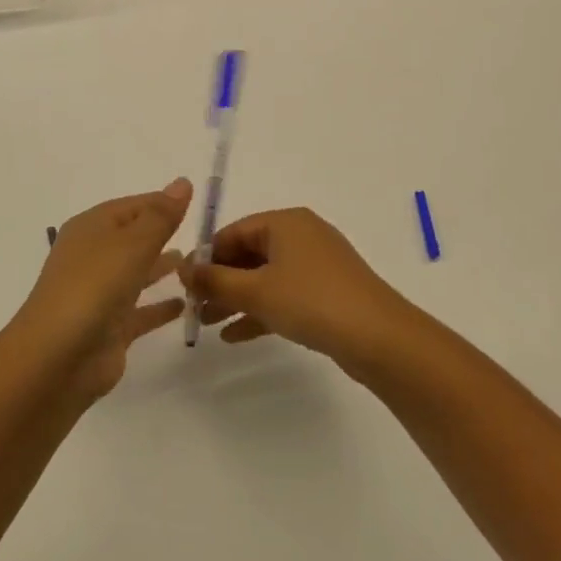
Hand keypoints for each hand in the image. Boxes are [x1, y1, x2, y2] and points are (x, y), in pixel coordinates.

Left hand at [13, 179, 193, 400]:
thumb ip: (161, 215)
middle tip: (201, 236)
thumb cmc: (94, 287)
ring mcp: (99, 294)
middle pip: (133, 238)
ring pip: (136, 273)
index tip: (196, 204)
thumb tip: (182, 182)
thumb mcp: (133, 243)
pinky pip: (140, 311)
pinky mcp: (108, 328)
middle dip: (162, 234)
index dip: (162, 203)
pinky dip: (159, 306)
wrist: (57, 358)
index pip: (132, 206)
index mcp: (91, 228)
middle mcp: (93, 257)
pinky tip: (184, 305)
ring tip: (194, 264)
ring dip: (161, 267)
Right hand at [178, 207, 417, 375]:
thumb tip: (183, 269)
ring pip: (264, 278)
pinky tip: (234, 336)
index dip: (205, 258)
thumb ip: (215, 281)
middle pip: (248, 254)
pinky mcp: (326, 293)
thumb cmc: (311, 301)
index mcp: (285, 222)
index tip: (183, 284)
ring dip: (236, 299)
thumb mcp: (256, 290)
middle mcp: (301, 236)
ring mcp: (316, 265)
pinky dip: (260, 311)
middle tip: (192, 307)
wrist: (378, 337)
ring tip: (206, 324)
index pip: (233, 232)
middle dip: (219, 281)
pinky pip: (283, 296)